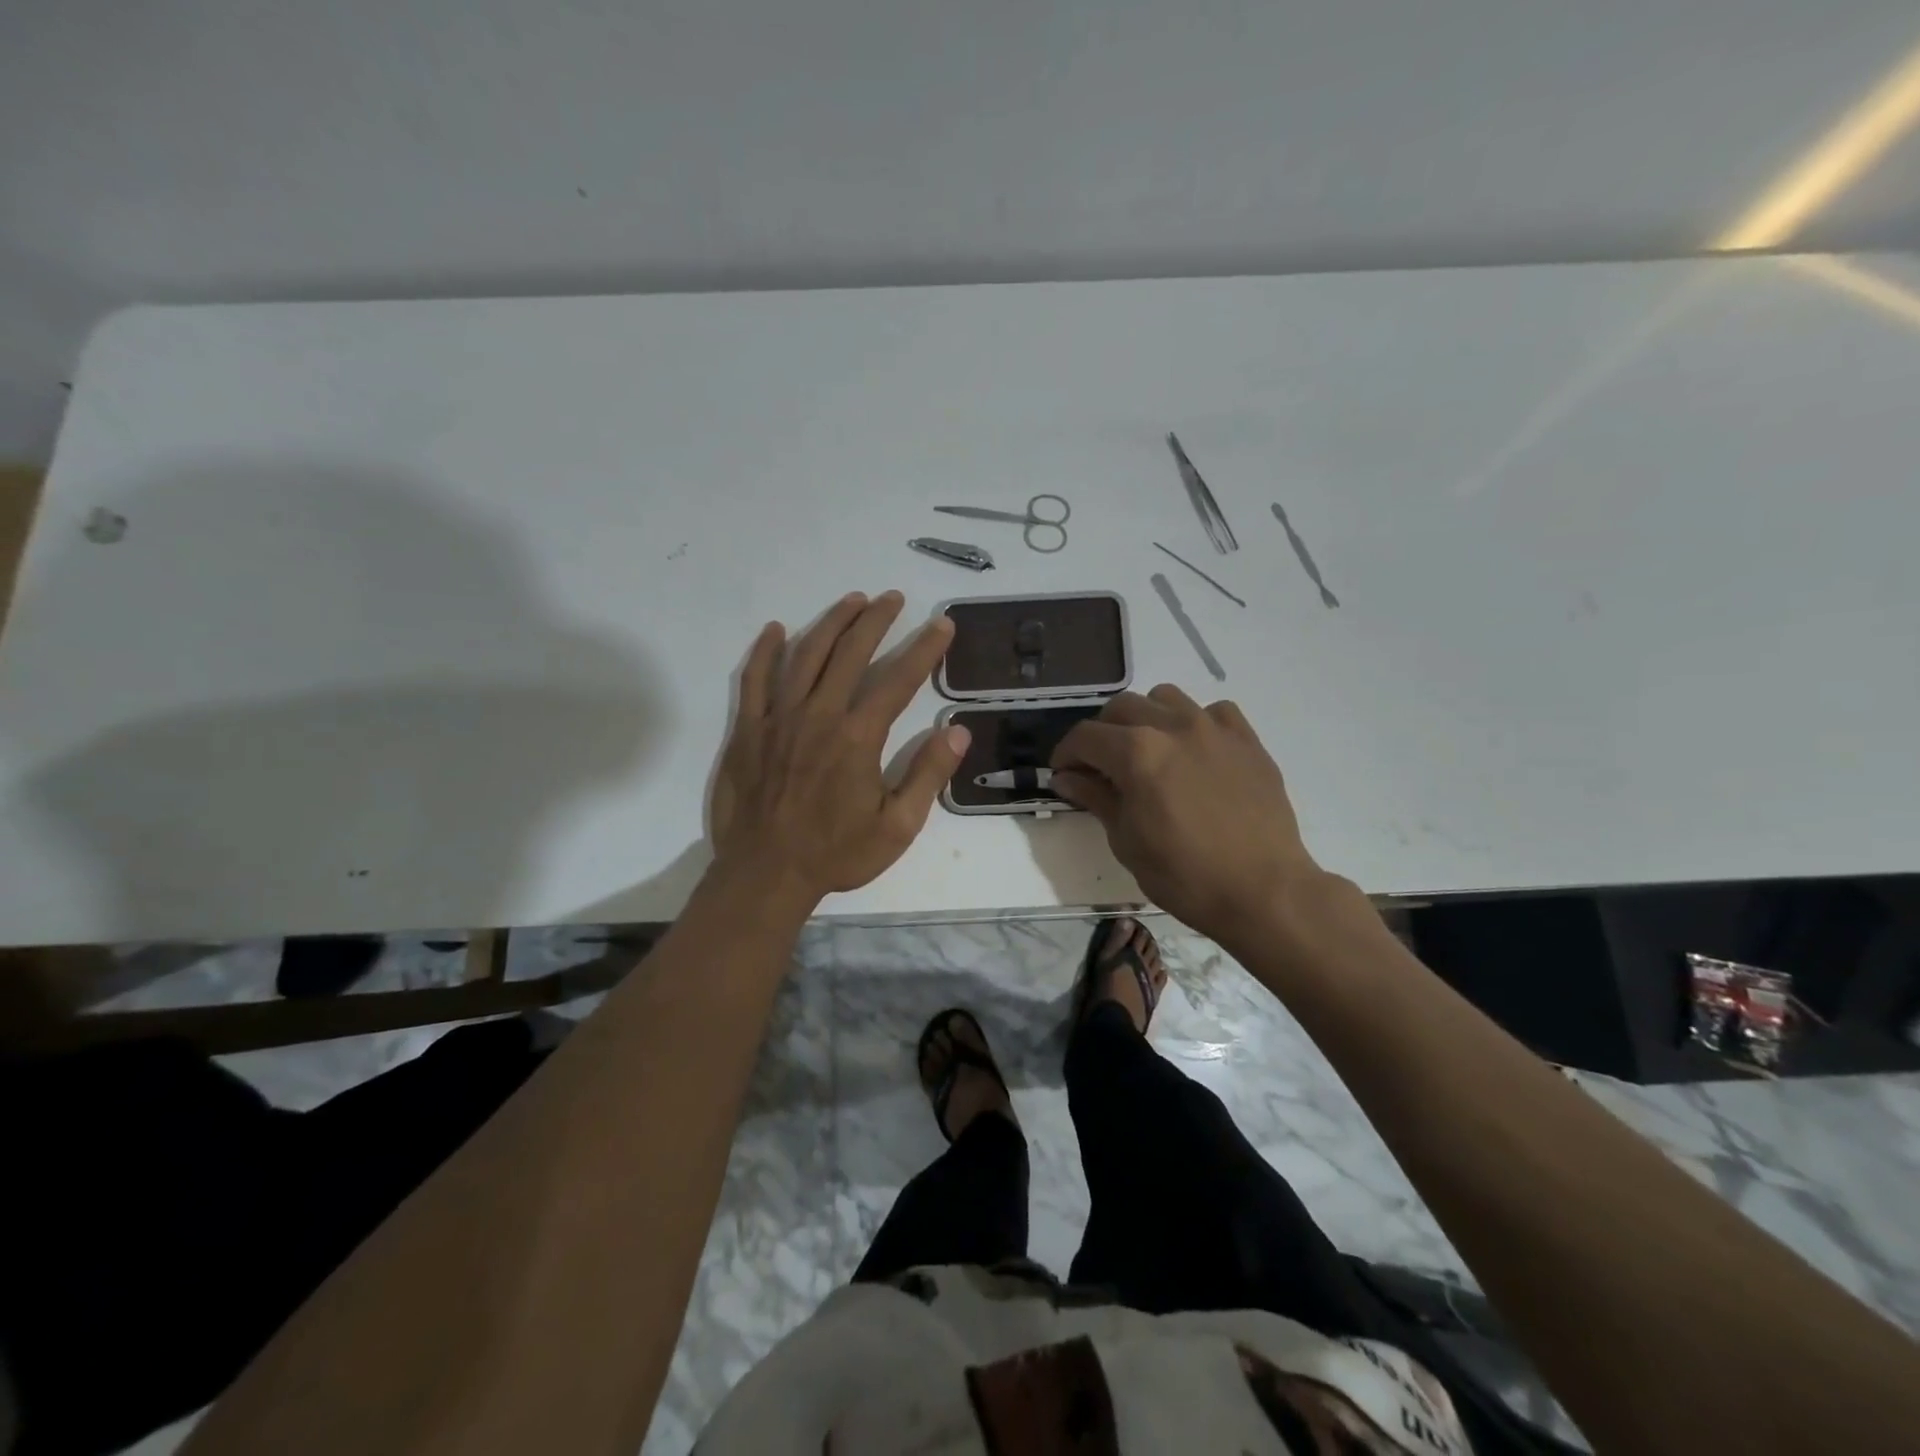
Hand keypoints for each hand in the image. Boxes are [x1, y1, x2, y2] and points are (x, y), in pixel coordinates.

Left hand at [710, 591, 969, 902]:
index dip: (923, 648)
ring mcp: (777, 718)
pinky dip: (764, 651)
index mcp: (858, 737)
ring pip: (804, 654)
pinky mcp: (747, 730)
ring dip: (830, 622)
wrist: (765, 875)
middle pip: (850, 652)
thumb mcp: (897, 827)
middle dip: (876, 620)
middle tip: (893, 598)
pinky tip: (775, 630)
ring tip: (852, 601)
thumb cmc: (836, 854)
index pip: (898, 679)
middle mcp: (818, 715)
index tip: (941, 624)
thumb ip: (927, 776)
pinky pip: (753, 679)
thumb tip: (957, 732)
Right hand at [1050, 686, 1328, 942]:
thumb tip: (1067, 777)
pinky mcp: (1246, 739)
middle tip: (1100, 765)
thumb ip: (1095, 798)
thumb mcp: (1126, 841)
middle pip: (1121, 707)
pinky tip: (1194, 752)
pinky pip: (1212, 711)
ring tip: (1147, 750)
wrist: (1263, 891)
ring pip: (1165, 697)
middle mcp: (1173, 726)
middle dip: (1101, 733)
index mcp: (1137, 752)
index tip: (1063, 773)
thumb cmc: (1185, 875)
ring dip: (1145, 717)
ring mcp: (1214, 728)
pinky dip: (1193, 722)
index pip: (1085, 736)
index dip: (1066, 753)